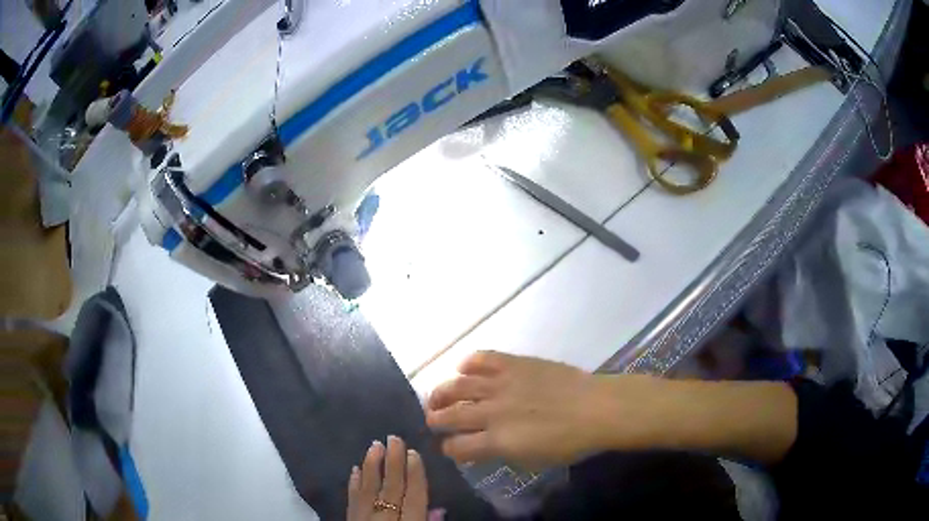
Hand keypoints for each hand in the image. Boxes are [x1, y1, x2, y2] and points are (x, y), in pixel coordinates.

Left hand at [347, 436, 428, 520]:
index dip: (415, 475)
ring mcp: (364, 516)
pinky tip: (355, 469)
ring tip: (375, 445)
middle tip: (394, 439)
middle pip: (391, 487)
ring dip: (372, 466)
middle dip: (394, 463)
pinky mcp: (350, 517)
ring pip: (369, 489)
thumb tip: (439, 509)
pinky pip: (352, 498)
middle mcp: (386, 516)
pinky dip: (354, 483)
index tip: (414, 452)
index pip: (414, 496)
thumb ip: (429, 520)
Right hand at [426, 351, 641, 467]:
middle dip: (436, 419)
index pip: (457, 446)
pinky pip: (483, 358)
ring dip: (442, 391)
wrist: (595, 408)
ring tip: (436, 395)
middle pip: (451, 415)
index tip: (449, 447)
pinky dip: (469, 362)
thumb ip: (501, 453)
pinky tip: (463, 367)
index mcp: (496, 441)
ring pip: (458, 385)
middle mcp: (492, 412)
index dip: (449, 448)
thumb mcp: (532, 460)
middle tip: (432, 419)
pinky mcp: (514, 363)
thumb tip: (483, 446)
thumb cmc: (569, 443)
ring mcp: (501, 384)